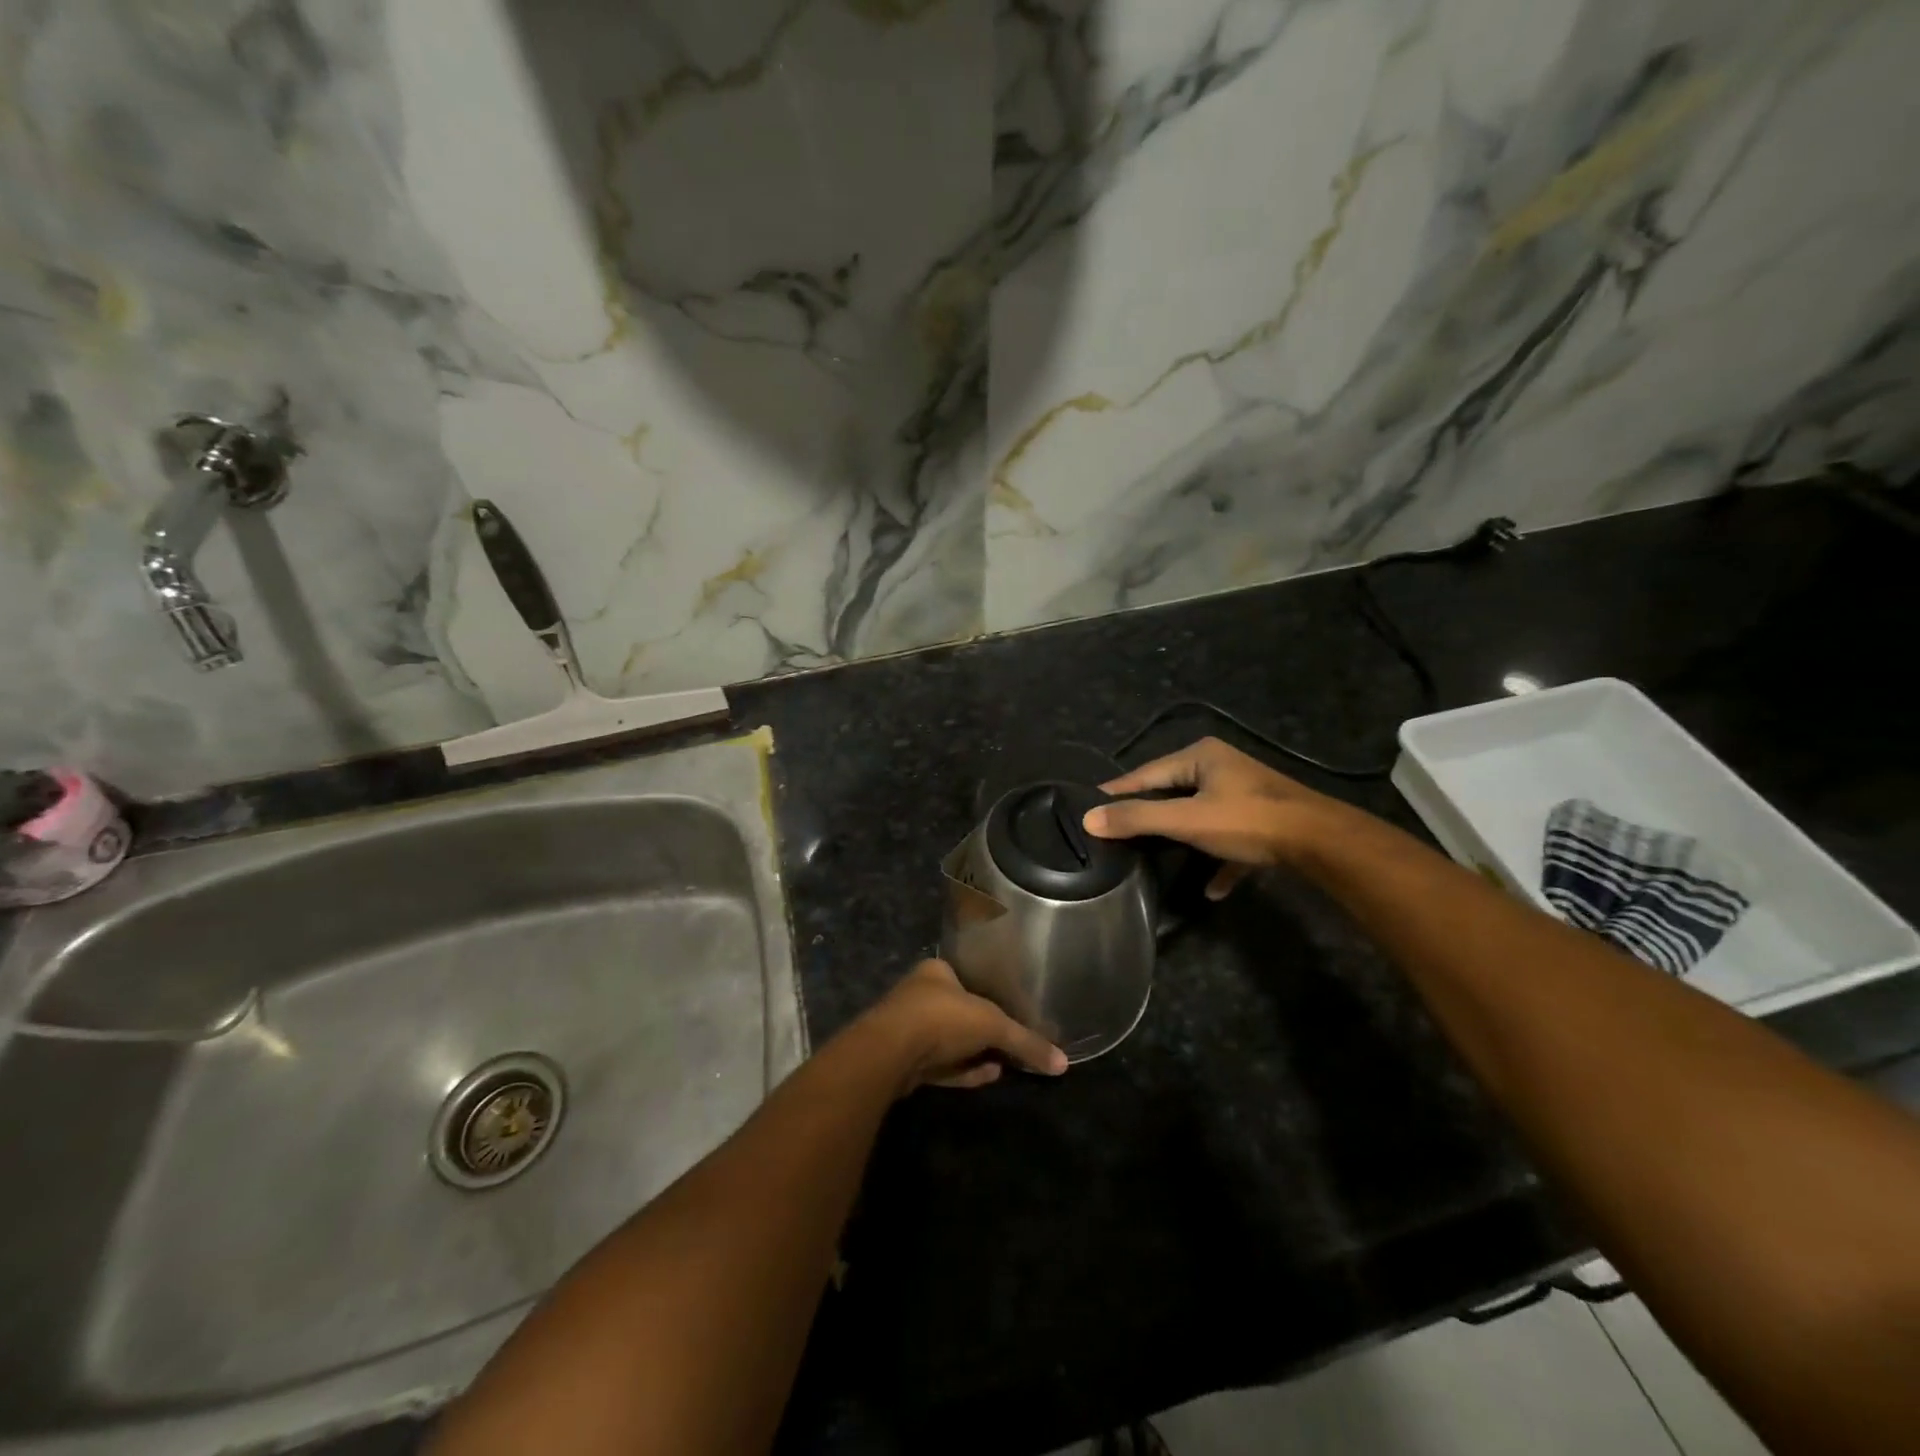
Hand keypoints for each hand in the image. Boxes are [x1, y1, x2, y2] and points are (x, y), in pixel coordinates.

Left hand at [856, 960, 1068, 1095]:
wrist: (890, 1054)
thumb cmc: (942, 1018)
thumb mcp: (992, 1025)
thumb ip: (1026, 1042)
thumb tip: (1062, 1062)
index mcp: (936, 971)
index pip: (966, 977)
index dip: (989, 992)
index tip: (1010, 1009)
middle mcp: (919, 995)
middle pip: (958, 1011)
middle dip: (982, 1028)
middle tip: (1011, 1040)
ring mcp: (909, 1030)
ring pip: (949, 1041)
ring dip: (975, 1052)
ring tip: (1005, 1063)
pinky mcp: (904, 1062)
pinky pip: (941, 1066)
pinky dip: (963, 1071)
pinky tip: (988, 1076)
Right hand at [1081, 737, 1353, 897]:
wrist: (1319, 841)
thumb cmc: (1247, 821)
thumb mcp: (1186, 820)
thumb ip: (1138, 819)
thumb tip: (1090, 819)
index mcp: (1200, 757)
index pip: (1146, 773)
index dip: (1117, 791)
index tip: (1089, 805)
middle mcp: (1220, 767)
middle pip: (1172, 792)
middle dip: (1149, 815)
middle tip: (1117, 832)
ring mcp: (1244, 793)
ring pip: (1200, 815)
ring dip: (1182, 838)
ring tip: (1153, 855)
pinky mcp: (1262, 820)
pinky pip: (1228, 838)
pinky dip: (1218, 860)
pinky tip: (1211, 889)